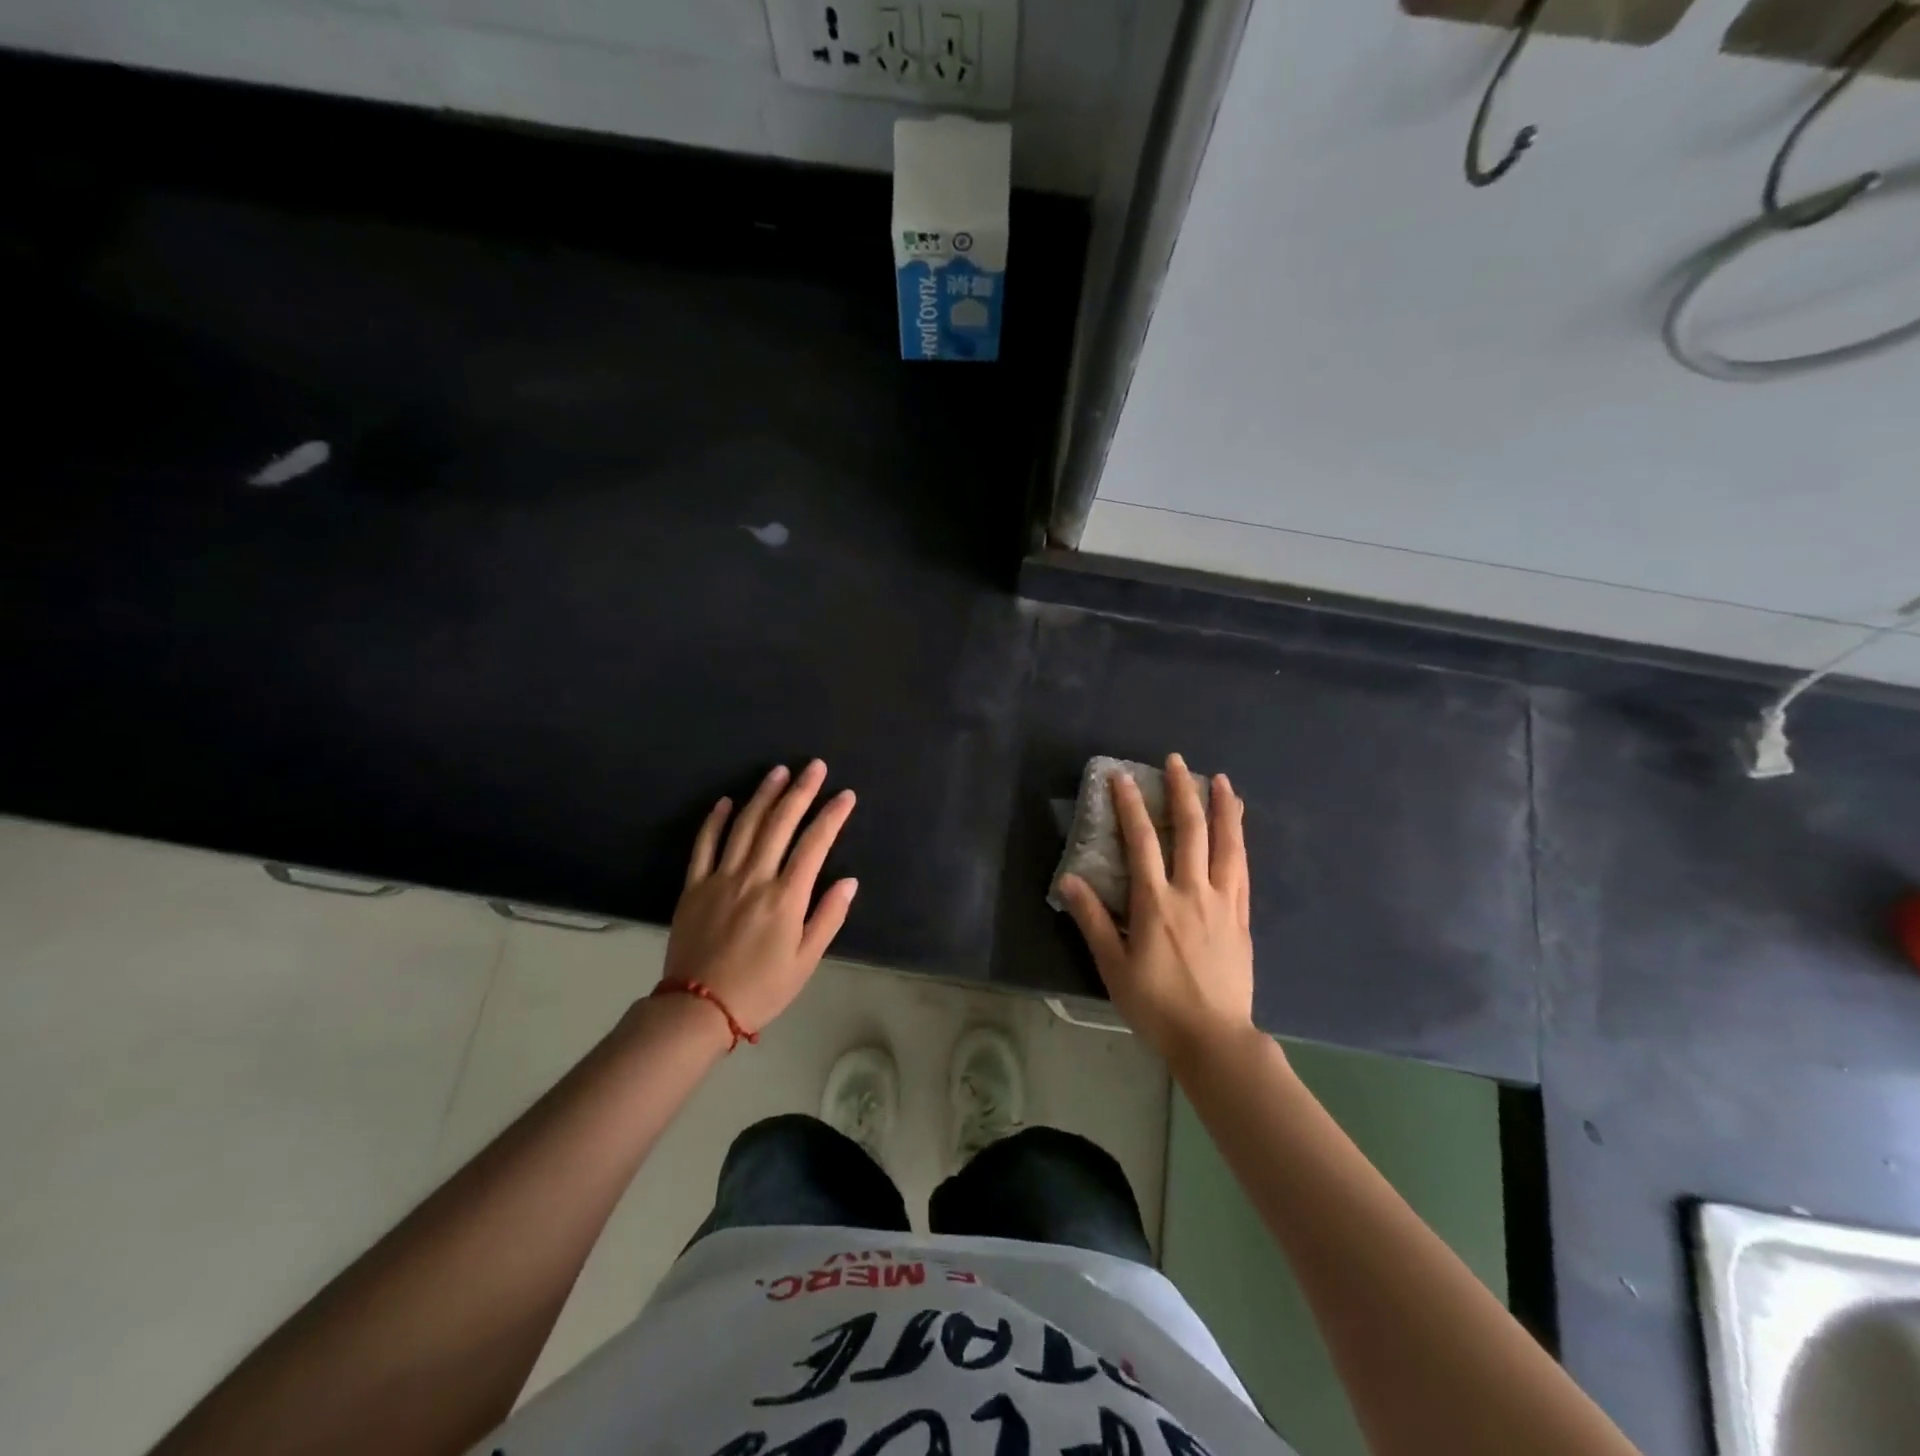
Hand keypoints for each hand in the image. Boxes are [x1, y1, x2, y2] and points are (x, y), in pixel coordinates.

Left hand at [662, 760, 857, 1037]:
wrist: (697, 1009)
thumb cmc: (761, 988)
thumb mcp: (805, 961)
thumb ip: (828, 917)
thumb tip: (849, 881)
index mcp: (786, 897)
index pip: (815, 844)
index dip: (832, 815)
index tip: (846, 795)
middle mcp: (754, 878)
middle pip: (780, 823)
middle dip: (801, 791)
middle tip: (815, 766)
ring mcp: (721, 878)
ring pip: (745, 825)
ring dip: (763, 795)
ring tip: (778, 771)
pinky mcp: (694, 886)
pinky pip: (704, 844)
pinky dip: (715, 820)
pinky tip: (726, 801)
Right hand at [1056, 753, 1254, 1064]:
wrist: (1214, 1039)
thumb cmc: (1156, 1005)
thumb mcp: (1113, 965)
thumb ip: (1092, 919)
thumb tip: (1069, 878)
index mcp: (1156, 902)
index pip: (1141, 841)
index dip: (1130, 805)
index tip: (1123, 777)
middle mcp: (1192, 892)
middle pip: (1189, 831)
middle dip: (1181, 791)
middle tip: (1176, 761)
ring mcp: (1223, 902)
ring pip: (1226, 844)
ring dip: (1221, 808)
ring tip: (1220, 779)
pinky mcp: (1242, 917)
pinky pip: (1242, 869)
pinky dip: (1239, 841)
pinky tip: (1238, 828)